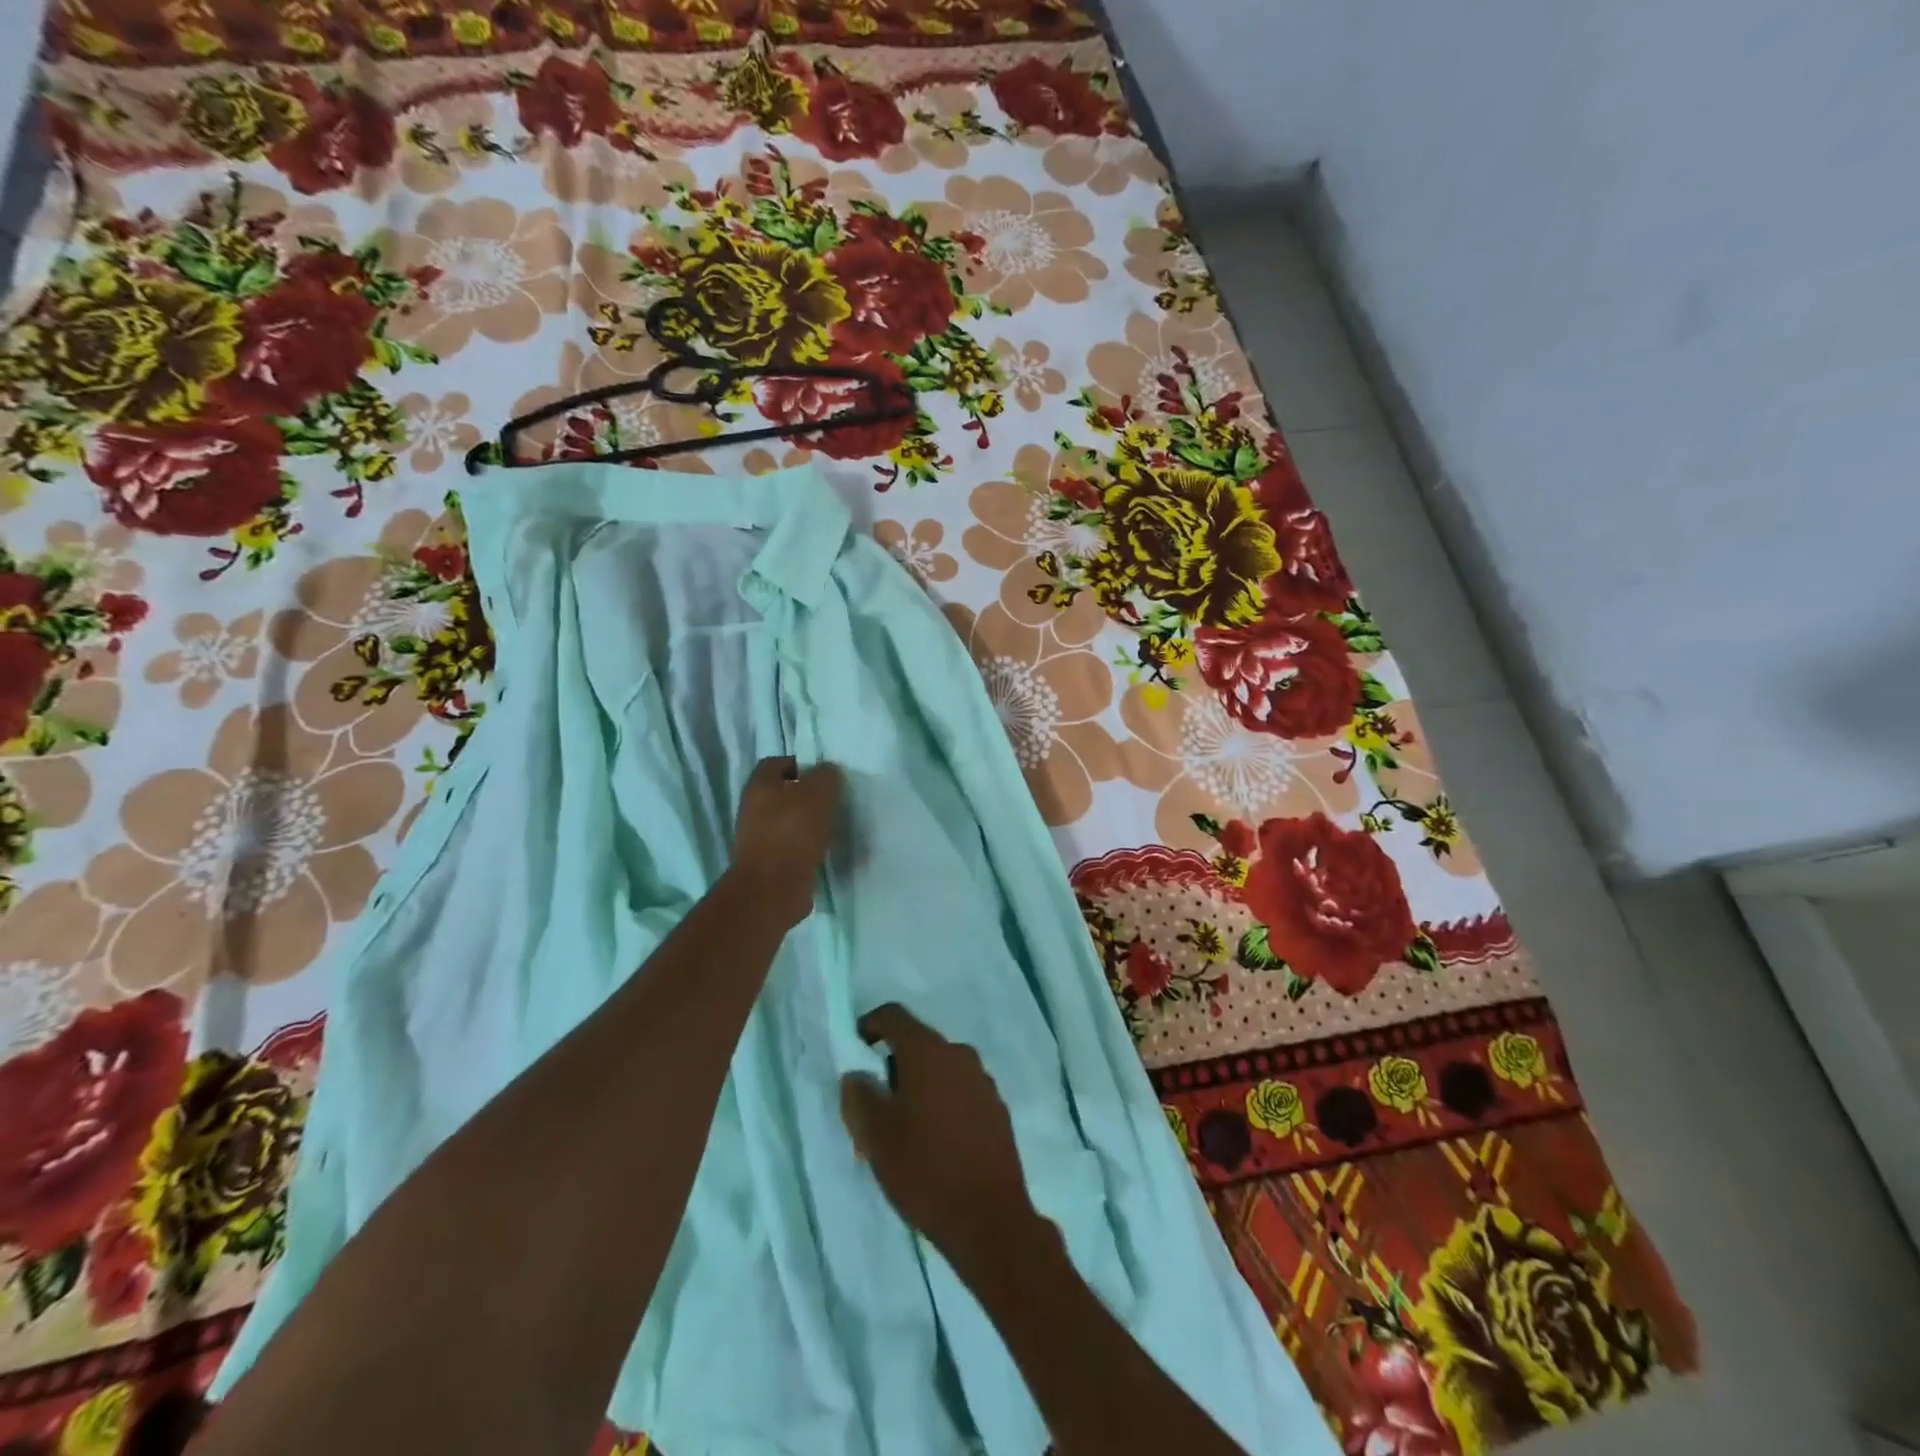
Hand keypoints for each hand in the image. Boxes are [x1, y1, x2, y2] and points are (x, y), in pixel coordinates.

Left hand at [731, 757, 841, 929]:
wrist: (773, 887)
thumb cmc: (793, 832)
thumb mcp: (819, 794)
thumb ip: (826, 776)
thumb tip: (828, 772)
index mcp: (759, 785)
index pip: (777, 763)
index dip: (801, 764)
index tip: (825, 775)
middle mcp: (753, 808)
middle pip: (781, 793)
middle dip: (807, 795)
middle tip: (833, 800)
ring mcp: (757, 838)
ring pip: (786, 821)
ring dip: (807, 822)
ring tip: (832, 826)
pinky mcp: (768, 862)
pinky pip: (790, 845)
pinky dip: (806, 846)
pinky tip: (824, 849)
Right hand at [840, 1004, 1051, 1276]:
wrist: (990, 1219)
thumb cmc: (924, 1169)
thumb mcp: (875, 1135)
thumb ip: (859, 1096)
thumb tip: (858, 1075)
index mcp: (928, 1051)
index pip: (893, 1016)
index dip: (870, 1026)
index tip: (856, 1052)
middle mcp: (959, 1054)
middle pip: (918, 1044)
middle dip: (893, 1067)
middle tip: (875, 1107)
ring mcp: (983, 1081)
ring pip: (940, 1070)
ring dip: (919, 1087)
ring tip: (904, 1131)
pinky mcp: (997, 1108)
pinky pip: (960, 1092)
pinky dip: (942, 1104)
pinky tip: (935, 1143)